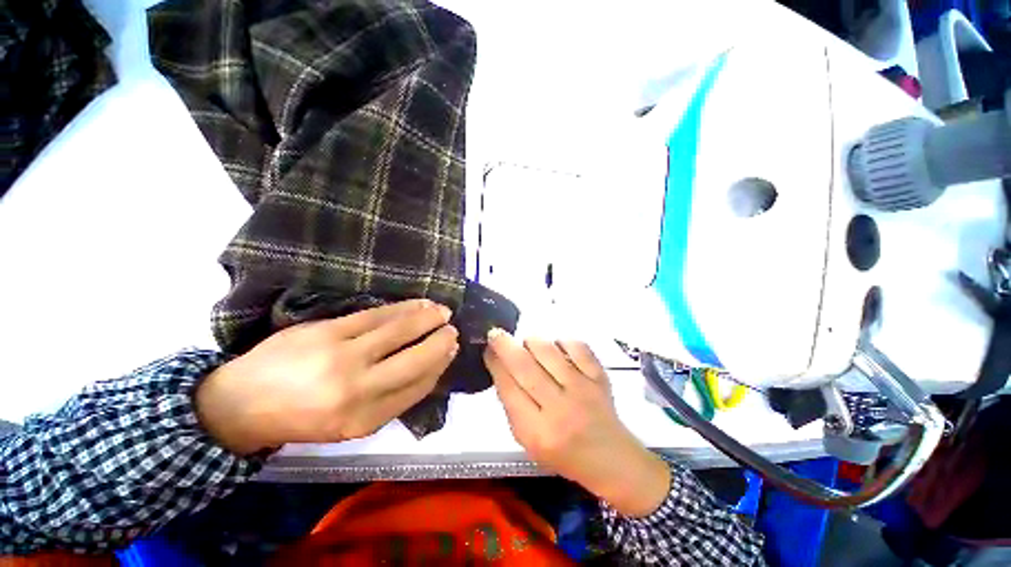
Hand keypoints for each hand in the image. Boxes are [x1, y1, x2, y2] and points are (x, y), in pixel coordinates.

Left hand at [195, 299, 458, 454]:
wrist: (241, 403)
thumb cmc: (301, 419)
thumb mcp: (350, 424)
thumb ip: (391, 400)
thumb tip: (427, 369)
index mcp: (364, 420)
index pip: (417, 387)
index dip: (439, 366)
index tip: (451, 351)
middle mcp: (357, 390)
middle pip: (415, 359)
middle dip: (441, 342)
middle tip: (453, 330)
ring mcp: (341, 356)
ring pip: (400, 331)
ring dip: (427, 319)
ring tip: (442, 312)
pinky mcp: (328, 330)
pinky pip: (378, 315)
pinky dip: (404, 308)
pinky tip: (419, 304)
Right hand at [484, 330, 669, 517]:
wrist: (609, 457)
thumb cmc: (563, 453)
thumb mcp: (527, 440)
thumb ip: (512, 405)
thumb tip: (500, 367)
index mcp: (537, 431)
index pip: (508, 388)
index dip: (495, 364)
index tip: (488, 350)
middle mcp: (559, 408)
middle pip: (525, 366)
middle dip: (505, 345)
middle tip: (495, 333)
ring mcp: (582, 388)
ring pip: (548, 351)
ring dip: (531, 341)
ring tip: (527, 344)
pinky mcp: (599, 376)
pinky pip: (576, 346)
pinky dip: (562, 341)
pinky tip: (556, 347)